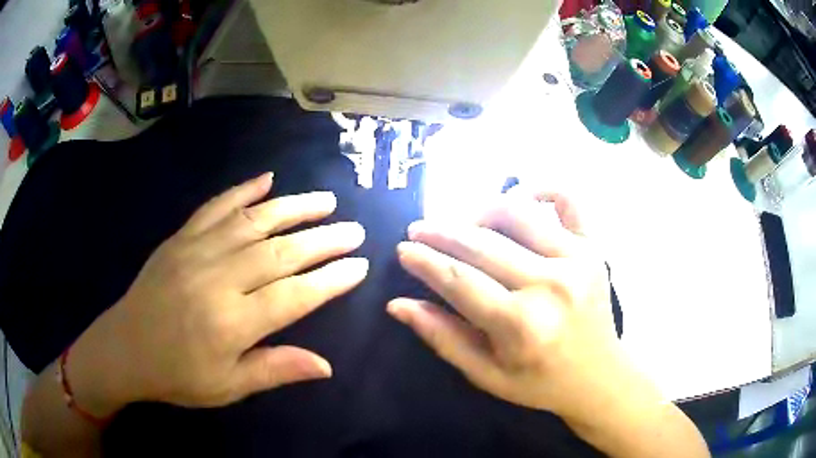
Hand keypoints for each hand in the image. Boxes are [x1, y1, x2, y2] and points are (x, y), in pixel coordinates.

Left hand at [67, 173, 368, 415]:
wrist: (124, 349)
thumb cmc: (176, 375)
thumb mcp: (227, 387)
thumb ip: (275, 370)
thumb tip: (326, 366)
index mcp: (231, 323)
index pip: (294, 295)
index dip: (330, 280)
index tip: (359, 266)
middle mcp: (217, 279)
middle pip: (280, 252)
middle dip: (323, 239)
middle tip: (354, 230)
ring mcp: (196, 251)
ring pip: (253, 222)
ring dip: (293, 207)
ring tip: (325, 200)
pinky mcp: (180, 238)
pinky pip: (215, 207)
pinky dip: (242, 190)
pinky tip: (266, 179)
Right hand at [388, 190, 631, 422]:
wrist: (598, 376)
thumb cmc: (539, 383)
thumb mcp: (485, 375)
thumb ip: (442, 338)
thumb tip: (398, 304)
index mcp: (520, 325)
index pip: (458, 280)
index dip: (424, 261)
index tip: (403, 249)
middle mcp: (549, 284)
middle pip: (481, 244)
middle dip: (441, 232)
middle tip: (418, 229)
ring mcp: (576, 259)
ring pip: (516, 214)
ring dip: (480, 211)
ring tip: (462, 222)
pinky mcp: (593, 248)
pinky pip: (568, 200)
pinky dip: (541, 188)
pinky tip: (520, 194)